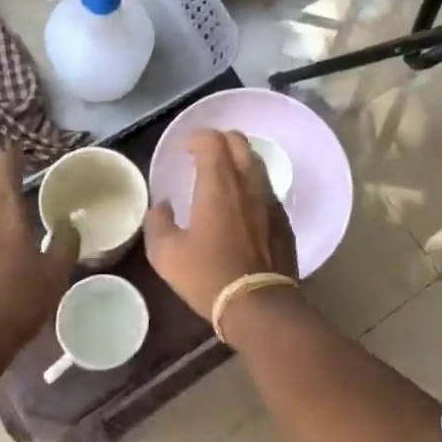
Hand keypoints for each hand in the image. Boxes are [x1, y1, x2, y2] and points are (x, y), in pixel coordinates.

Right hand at [145, 130, 296, 321]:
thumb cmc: (208, 276)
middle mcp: (248, 182)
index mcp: (218, 183)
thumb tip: (162, 206)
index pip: (212, 140)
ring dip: (238, 159)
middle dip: (220, 140)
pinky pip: (267, 188)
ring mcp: (270, 199)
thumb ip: (158, 223)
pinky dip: (252, 184)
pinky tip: (242, 204)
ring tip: (223, 176)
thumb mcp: (166, 254)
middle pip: (239, 142)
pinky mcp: (283, 218)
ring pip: (256, 162)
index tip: (185, 149)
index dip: (197, 137)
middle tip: (204, 155)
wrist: (259, 304)